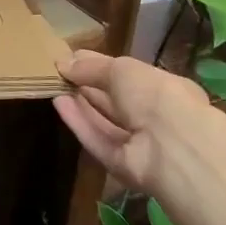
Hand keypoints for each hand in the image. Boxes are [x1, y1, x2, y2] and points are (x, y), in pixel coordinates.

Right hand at [52, 50, 211, 192]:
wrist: (171, 147)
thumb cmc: (153, 95)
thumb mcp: (121, 69)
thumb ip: (91, 67)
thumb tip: (63, 62)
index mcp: (164, 89)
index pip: (130, 76)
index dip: (102, 66)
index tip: (74, 58)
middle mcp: (155, 117)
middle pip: (117, 101)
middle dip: (89, 86)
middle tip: (60, 72)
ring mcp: (140, 144)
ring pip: (106, 122)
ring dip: (81, 104)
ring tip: (54, 86)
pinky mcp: (123, 166)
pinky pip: (99, 140)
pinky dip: (80, 123)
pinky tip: (59, 104)